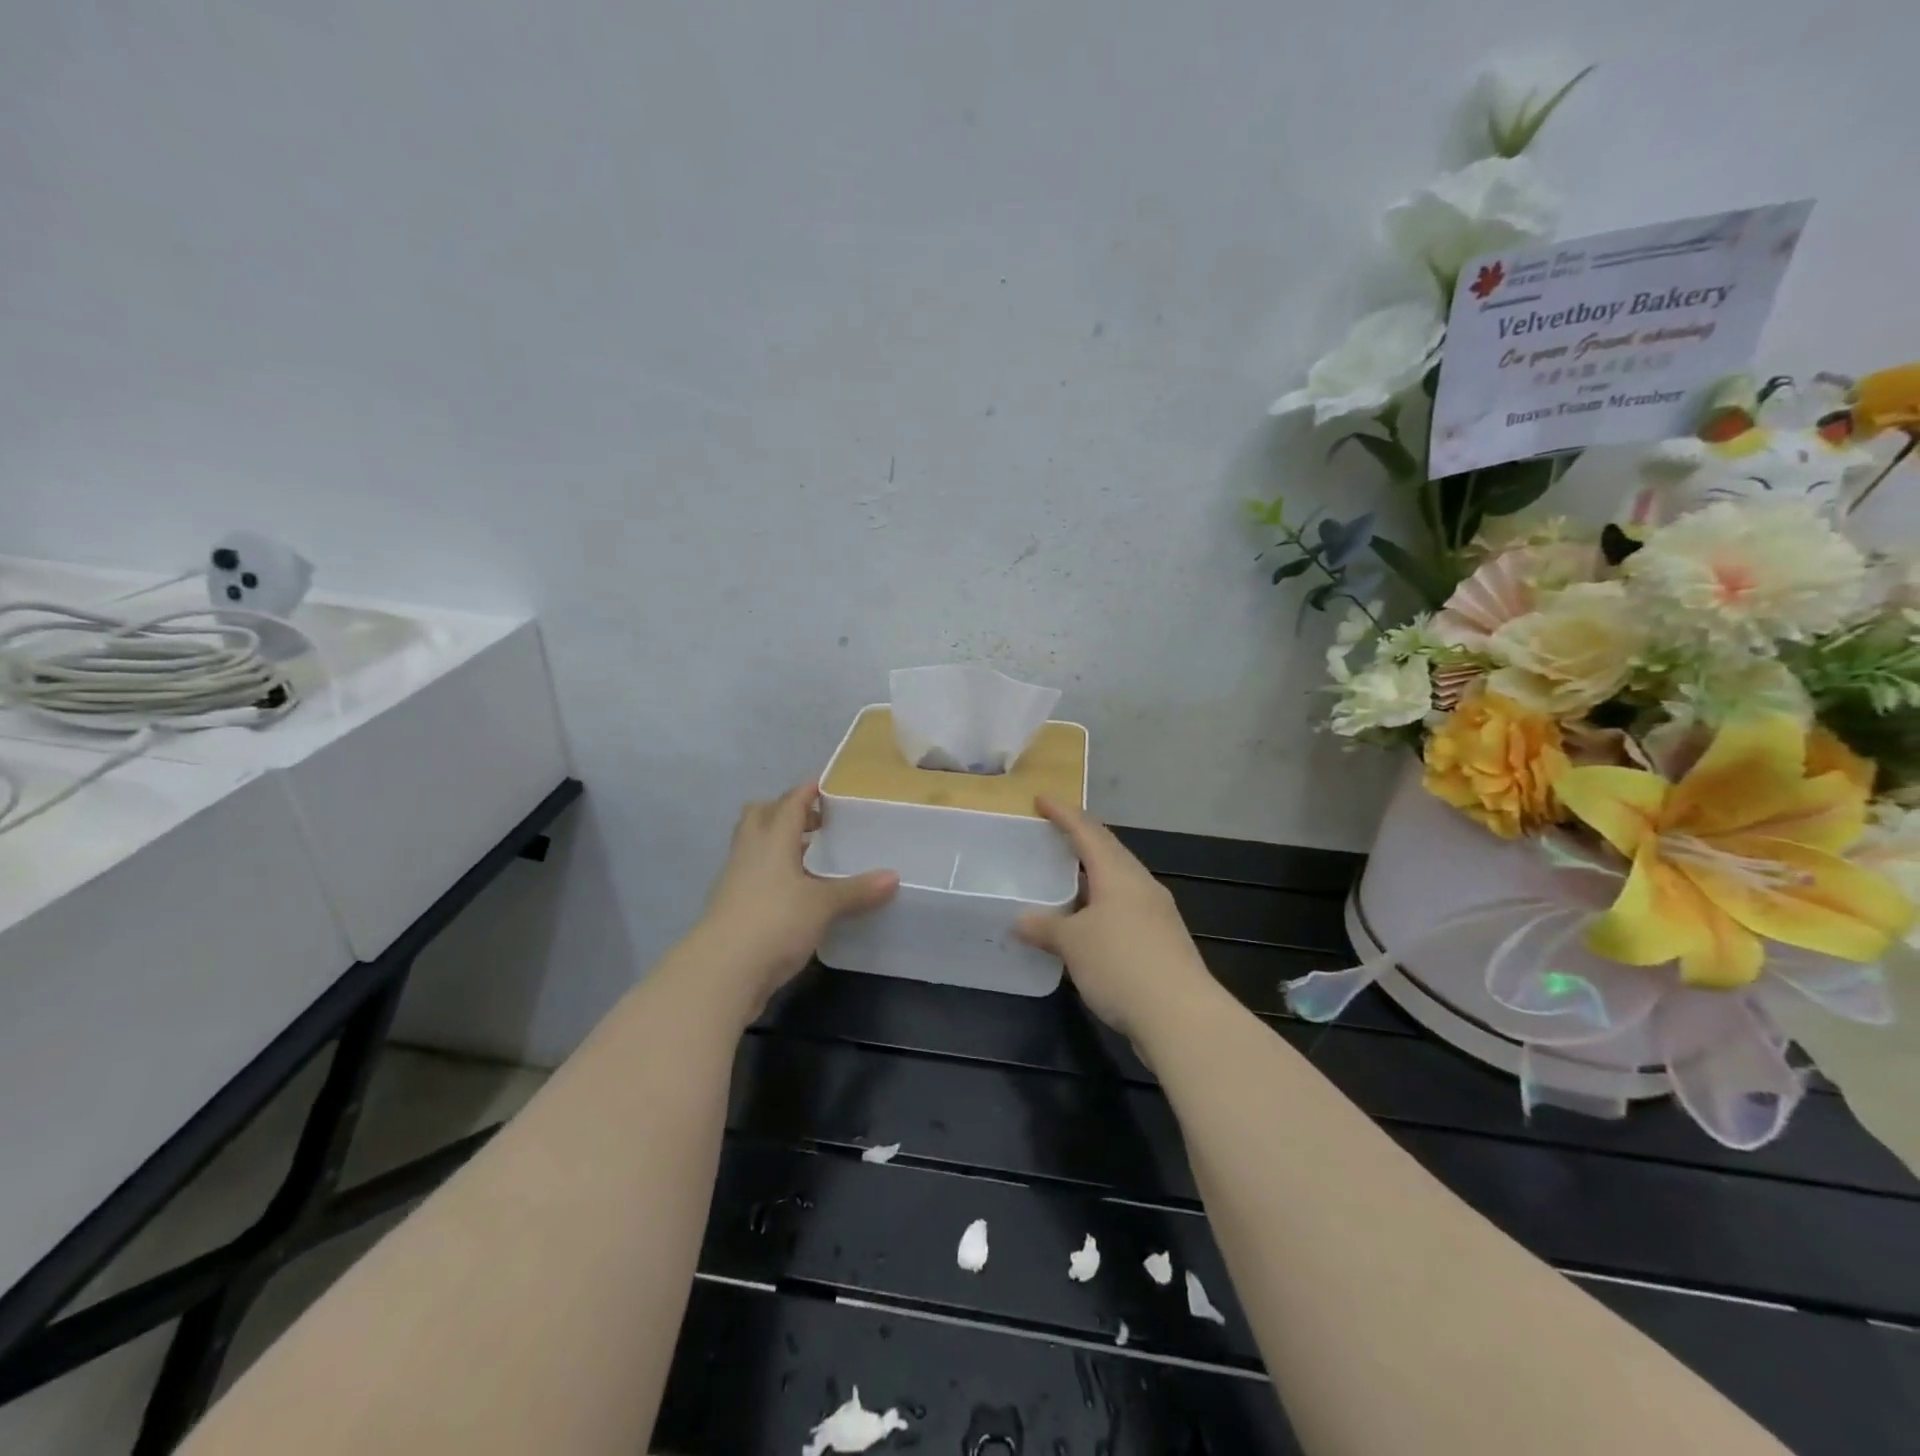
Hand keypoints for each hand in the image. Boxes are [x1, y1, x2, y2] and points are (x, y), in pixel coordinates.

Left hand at [692, 783, 897, 1013]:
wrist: (722, 972)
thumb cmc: (774, 922)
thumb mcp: (822, 905)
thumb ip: (856, 890)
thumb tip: (893, 877)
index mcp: (771, 839)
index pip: (789, 803)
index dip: (806, 791)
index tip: (825, 784)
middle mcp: (750, 852)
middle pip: (761, 816)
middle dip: (785, 811)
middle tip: (816, 821)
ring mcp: (736, 880)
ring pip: (755, 846)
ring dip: (779, 843)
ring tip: (811, 855)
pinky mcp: (732, 907)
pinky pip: (754, 875)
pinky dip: (774, 873)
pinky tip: (796, 891)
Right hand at [1015, 797, 1215, 1041]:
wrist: (1181, 1016)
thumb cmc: (1121, 964)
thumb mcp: (1072, 944)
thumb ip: (1045, 928)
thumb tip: (1020, 921)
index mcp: (1119, 874)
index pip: (1088, 832)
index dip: (1063, 814)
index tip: (1042, 799)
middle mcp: (1141, 886)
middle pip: (1109, 852)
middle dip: (1081, 841)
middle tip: (1053, 836)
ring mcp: (1156, 914)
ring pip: (1119, 882)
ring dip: (1092, 877)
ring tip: (1065, 881)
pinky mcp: (1162, 942)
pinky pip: (1125, 910)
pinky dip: (1101, 907)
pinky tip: (1087, 925)